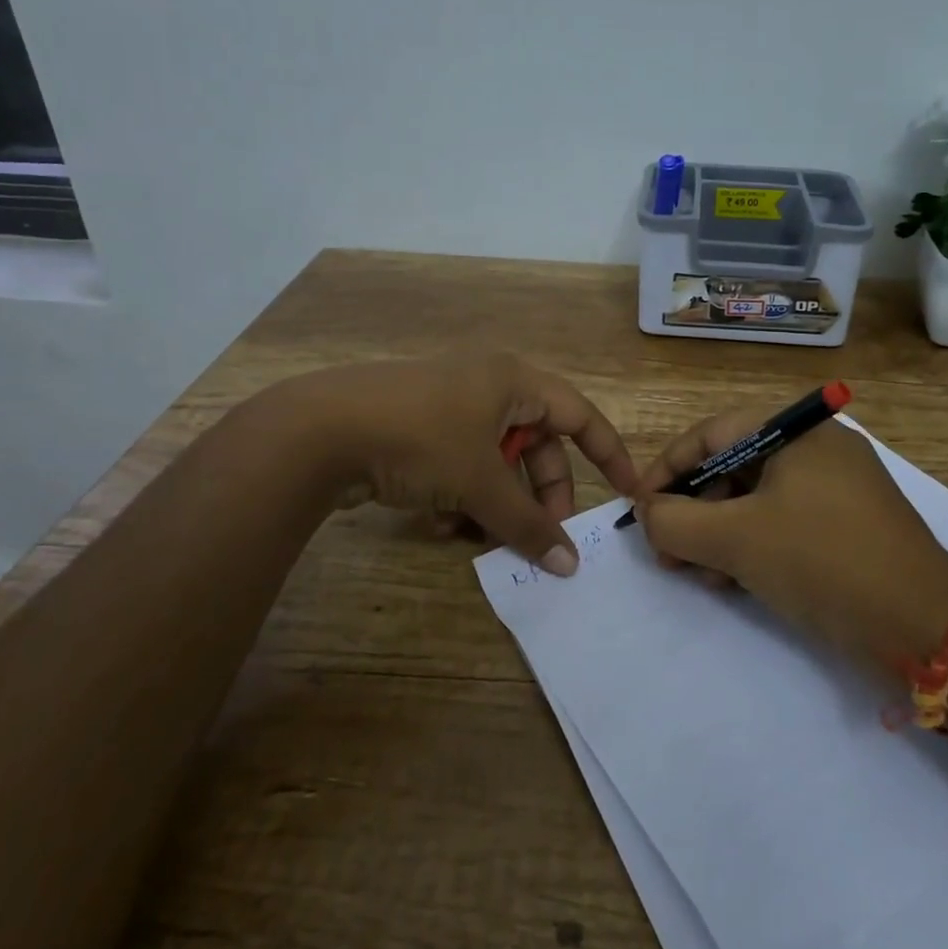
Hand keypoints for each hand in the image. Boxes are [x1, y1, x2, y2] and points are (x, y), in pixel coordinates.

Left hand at [284, 352, 636, 574]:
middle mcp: (486, 386)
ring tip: (481, 538)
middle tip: (542, 535)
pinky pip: (459, 466)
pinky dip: (460, 497)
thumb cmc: (421, 439)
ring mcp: (448, 407)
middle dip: (540, 493)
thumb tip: (569, 566)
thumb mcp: (480, 483)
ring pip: (495, 462)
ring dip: (496, 503)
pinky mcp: (416, 429)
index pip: (580, 416)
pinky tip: (440, 526)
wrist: (318, 429)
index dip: (609, 454)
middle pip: (536, 445)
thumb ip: (528, 524)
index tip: (629, 492)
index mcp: (513, 382)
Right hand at [634, 412, 947, 671]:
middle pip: (733, 467)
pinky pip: (784, 523)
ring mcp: (838, 488)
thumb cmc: (822, 561)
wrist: (925, 627)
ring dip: (718, 534)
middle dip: (693, 510)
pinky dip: (752, 546)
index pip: (712, 434)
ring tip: (698, 573)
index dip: (668, 469)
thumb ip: (675, 521)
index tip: (640, 507)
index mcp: (797, 431)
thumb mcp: (736, 539)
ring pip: (756, 500)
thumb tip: (646, 512)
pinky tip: (734, 581)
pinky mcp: (849, 527)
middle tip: (666, 550)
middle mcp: (818, 448)